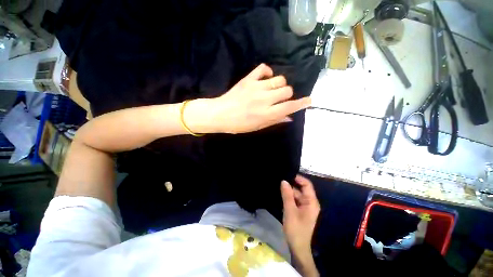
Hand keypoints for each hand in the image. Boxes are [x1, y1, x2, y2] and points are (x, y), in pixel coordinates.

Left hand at [212, 64, 310, 133]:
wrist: (221, 114)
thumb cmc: (239, 125)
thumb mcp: (258, 127)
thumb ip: (275, 120)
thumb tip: (289, 117)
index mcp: (267, 113)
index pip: (289, 107)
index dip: (301, 103)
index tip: (309, 100)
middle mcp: (264, 99)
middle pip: (287, 90)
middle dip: (287, 95)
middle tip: (279, 99)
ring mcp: (257, 87)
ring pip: (279, 79)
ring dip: (279, 85)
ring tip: (272, 90)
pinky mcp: (249, 79)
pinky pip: (264, 69)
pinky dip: (267, 73)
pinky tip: (265, 79)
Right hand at [281, 175, 319, 255]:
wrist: (298, 248)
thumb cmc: (296, 229)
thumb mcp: (290, 210)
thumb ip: (287, 195)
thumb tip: (284, 181)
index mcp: (311, 202)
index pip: (307, 185)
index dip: (298, 178)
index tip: (287, 175)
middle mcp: (310, 202)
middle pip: (301, 189)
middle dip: (291, 185)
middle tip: (279, 181)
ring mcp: (305, 207)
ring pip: (297, 194)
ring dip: (289, 192)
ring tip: (278, 187)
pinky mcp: (301, 210)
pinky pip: (295, 200)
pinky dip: (289, 197)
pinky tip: (281, 195)